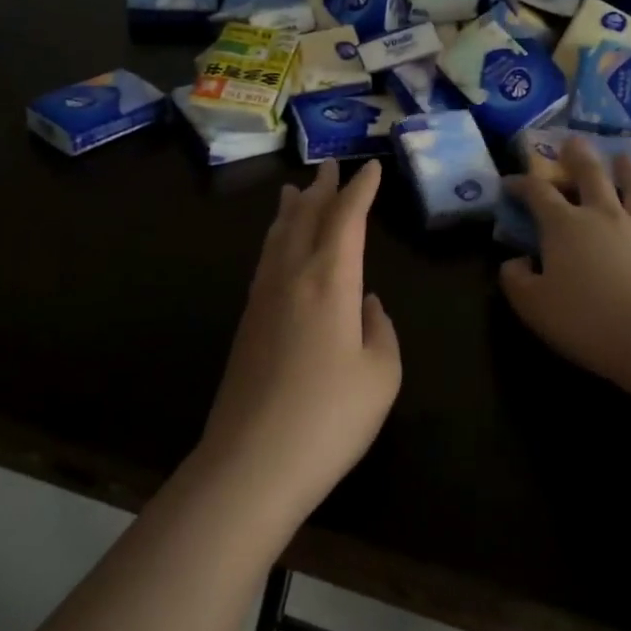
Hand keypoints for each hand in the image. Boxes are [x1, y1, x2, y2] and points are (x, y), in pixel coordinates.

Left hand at [198, 160, 401, 529]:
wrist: (252, 463)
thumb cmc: (330, 418)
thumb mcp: (382, 375)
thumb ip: (380, 329)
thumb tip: (367, 303)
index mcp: (330, 280)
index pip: (346, 219)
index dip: (360, 190)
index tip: (370, 167)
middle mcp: (292, 276)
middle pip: (306, 217)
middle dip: (323, 190)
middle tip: (331, 166)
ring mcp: (263, 297)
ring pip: (278, 236)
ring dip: (293, 209)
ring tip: (296, 190)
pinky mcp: (247, 322)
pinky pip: (266, 260)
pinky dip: (277, 237)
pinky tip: (280, 247)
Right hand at [499, 138, 630, 420]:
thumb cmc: (587, 321)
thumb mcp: (533, 307)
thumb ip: (515, 280)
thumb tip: (516, 261)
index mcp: (564, 225)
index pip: (537, 192)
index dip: (520, 183)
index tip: (509, 182)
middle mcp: (601, 214)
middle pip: (589, 173)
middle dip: (577, 155)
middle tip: (572, 141)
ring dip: (624, 167)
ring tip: (622, 156)